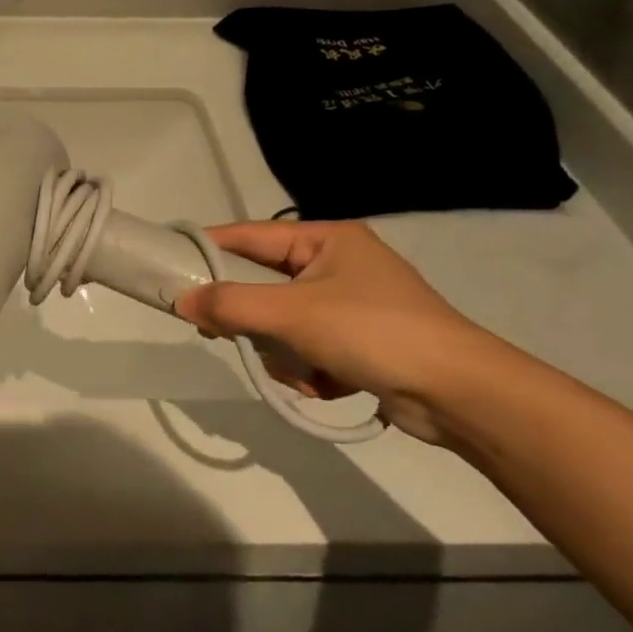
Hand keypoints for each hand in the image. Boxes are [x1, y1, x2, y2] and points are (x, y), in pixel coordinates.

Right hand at [174, 221, 497, 445]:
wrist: (461, 394)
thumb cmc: (374, 332)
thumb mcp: (293, 314)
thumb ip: (231, 305)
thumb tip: (181, 302)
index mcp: (326, 240)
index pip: (248, 236)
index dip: (208, 250)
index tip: (171, 268)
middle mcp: (335, 264)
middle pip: (262, 284)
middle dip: (250, 317)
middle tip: (222, 333)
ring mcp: (348, 305)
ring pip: (280, 322)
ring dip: (281, 351)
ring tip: (300, 371)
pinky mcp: (358, 342)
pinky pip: (305, 348)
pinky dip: (306, 369)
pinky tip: (325, 385)